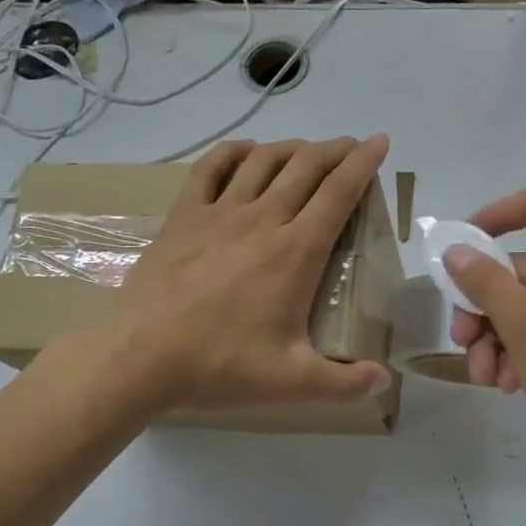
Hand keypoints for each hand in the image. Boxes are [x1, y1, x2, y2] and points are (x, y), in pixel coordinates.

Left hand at [88, 135, 393, 412]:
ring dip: (291, 147)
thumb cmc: (221, 366)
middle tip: (351, 147)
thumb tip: (384, 380)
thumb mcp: (292, 382)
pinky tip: (246, 151)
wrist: (141, 358)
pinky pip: (210, 169)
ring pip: (263, 160)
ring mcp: (219, 213)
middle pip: (306, 166)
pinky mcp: (183, 216)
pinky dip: (233, 152)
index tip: (380, 142)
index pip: (339, 192)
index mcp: (296, 252)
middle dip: (335, 149)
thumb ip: (345, 383)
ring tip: (307, 150)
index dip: (364, 163)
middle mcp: (262, 219)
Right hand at [444, 186, 525, 452]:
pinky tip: (508, 384)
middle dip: (481, 305)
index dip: (496, 214)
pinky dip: (517, 352)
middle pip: (516, 268)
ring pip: (521, 306)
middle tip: (460, 339)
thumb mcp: (521, 322)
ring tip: (485, 376)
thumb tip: (457, 250)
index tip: (463, 247)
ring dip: (493, 338)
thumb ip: (484, 281)